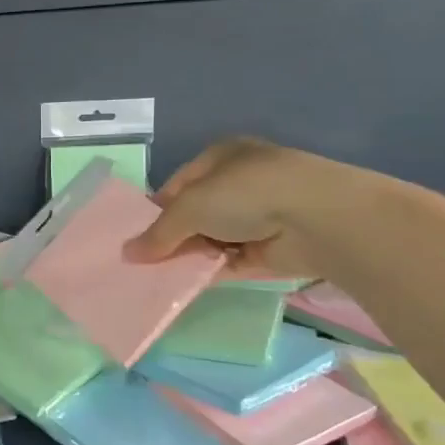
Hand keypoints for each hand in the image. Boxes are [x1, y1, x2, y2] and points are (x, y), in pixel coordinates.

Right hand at [125, 137, 367, 278]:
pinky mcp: (268, 249)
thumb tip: (127, 254)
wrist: (317, 219)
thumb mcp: (190, 206)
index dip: (155, 211)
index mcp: (219, 158)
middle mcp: (237, 184)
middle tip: (141, 263)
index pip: (177, 186)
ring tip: (156, 278)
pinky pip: (228, 262)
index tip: (135, 237)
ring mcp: (256, 217)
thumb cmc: (245, 193)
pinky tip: (184, 286)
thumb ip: (158, 233)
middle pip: (193, 214)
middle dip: (170, 237)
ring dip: (189, 257)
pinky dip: (209, 272)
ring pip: (210, 239)